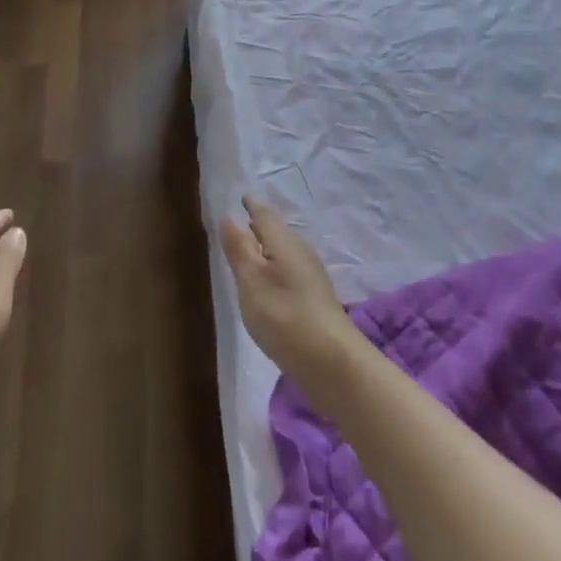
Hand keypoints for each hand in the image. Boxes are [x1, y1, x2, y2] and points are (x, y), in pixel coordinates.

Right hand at [221, 197, 364, 402]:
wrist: (332, 362)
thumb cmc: (285, 316)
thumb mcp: (252, 281)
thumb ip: (240, 248)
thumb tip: (228, 216)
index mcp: (283, 241)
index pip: (264, 214)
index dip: (250, 205)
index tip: (239, 198)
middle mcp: (300, 251)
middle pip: (276, 230)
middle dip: (257, 225)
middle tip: (237, 225)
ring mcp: (311, 275)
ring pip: (283, 251)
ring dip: (266, 248)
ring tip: (247, 254)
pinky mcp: (315, 297)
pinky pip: (289, 270)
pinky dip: (274, 268)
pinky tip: (268, 285)